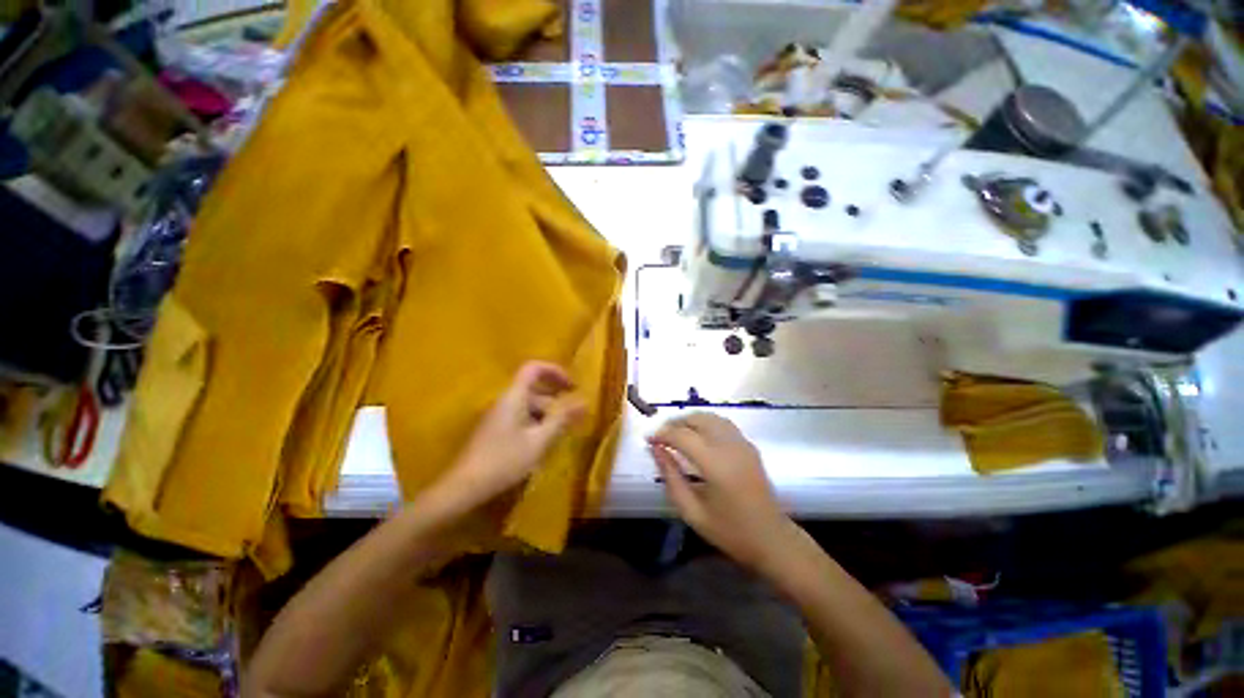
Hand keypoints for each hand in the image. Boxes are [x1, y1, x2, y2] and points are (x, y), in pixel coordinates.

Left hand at [438, 362, 585, 510]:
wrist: (464, 487)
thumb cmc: (504, 460)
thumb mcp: (539, 440)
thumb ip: (561, 418)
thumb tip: (583, 402)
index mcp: (514, 396)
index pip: (534, 368)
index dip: (555, 371)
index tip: (573, 386)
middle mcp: (505, 401)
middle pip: (534, 389)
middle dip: (557, 398)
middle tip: (575, 414)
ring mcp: (499, 416)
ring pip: (529, 405)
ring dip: (548, 413)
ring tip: (564, 432)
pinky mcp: (496, 430)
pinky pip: (522, 418)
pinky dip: (537, 423)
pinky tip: (545, 442)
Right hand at [649, 413, 797, 572]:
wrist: (771, 539)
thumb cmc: (729, 531)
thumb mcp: (691, 511)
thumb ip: (670, 477)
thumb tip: (656, 450)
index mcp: (715, 465)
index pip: (682, 436)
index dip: (662, 434)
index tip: (649, 440)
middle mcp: (730, 447)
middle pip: (697, 419)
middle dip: (675, 423)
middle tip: (661, 437)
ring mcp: (742, 443)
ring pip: (710, 416)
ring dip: (689, 420)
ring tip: (675, 433)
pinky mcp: (749, 445)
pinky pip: (722, 423)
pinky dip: (705, 422)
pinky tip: (697, 435)